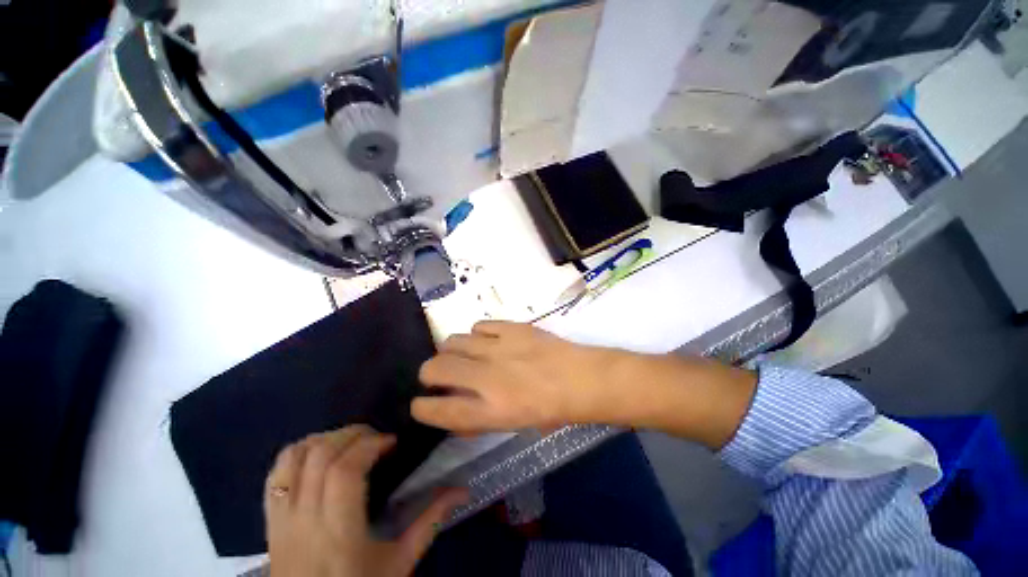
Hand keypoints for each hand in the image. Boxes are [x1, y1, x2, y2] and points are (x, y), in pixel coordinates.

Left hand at [264, 426, 465, 576]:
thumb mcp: (400, 564)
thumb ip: (430, 522)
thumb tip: (463, 488)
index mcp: (338, 533)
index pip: (345, 470)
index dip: (370, 445)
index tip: (392, 442)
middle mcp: (304, 519)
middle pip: (321, 455)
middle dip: (353, 434)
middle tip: (376, 439)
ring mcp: (281, 517)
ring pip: (295, 456)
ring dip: (327, 438)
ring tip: (351, 442)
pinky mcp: (269, 519)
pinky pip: (277, 471)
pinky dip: (301, 450)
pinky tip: (322, 453)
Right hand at [413, 321, 631, 432]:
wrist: (583, 378)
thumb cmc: (552, 409)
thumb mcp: (513, 425)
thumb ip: (480, 419)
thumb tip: (455, 415)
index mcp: (492, 410)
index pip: (441, 411)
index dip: (422, 408)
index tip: (419, 404)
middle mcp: (489, 377)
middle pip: (436, 368)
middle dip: (429, 373)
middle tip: (439, 375)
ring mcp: (500, 348)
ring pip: (453, 341)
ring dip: (451, 351)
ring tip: (464, 355)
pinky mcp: (512, 327)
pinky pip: (479, 326)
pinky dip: (477, 335)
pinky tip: (488, 341)